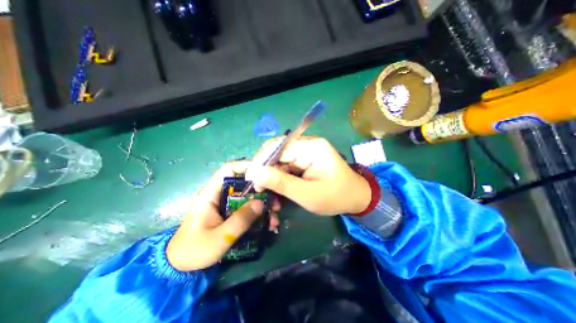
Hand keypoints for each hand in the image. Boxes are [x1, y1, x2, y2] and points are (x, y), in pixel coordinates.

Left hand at [166, 163, 279, 270]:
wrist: (181, 268)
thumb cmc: (194, 250)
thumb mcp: (219, 237)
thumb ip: (240, 220)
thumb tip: (261, 203)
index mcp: (211, 194)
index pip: (228, 170)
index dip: (246, 167)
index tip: (264, 173)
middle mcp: (220, 195)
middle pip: (244, 184)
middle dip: (262, 191)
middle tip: (275, 201)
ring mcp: (227, 205)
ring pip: (249, 197)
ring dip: (263, 205)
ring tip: (274, 217)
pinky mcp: (231, 214)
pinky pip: (248, 209)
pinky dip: (259, 215)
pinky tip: (269, 225)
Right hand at [246, 137, 370, 215]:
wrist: (356, 198)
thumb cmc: (336, 197)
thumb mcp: (307, 195)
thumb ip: (281, 183)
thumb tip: (254, 173)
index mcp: (312, 148)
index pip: (278, 147)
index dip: (261, 161)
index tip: (250, 179)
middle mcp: (308, 144)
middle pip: (277, 151)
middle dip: (265, 169)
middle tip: (259, 188)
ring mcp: (306, 151)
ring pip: (280, 159)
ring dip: (272, 175)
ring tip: (267, 192)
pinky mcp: (305, 159)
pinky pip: (287, 165)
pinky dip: (280, 177)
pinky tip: (278, 189)